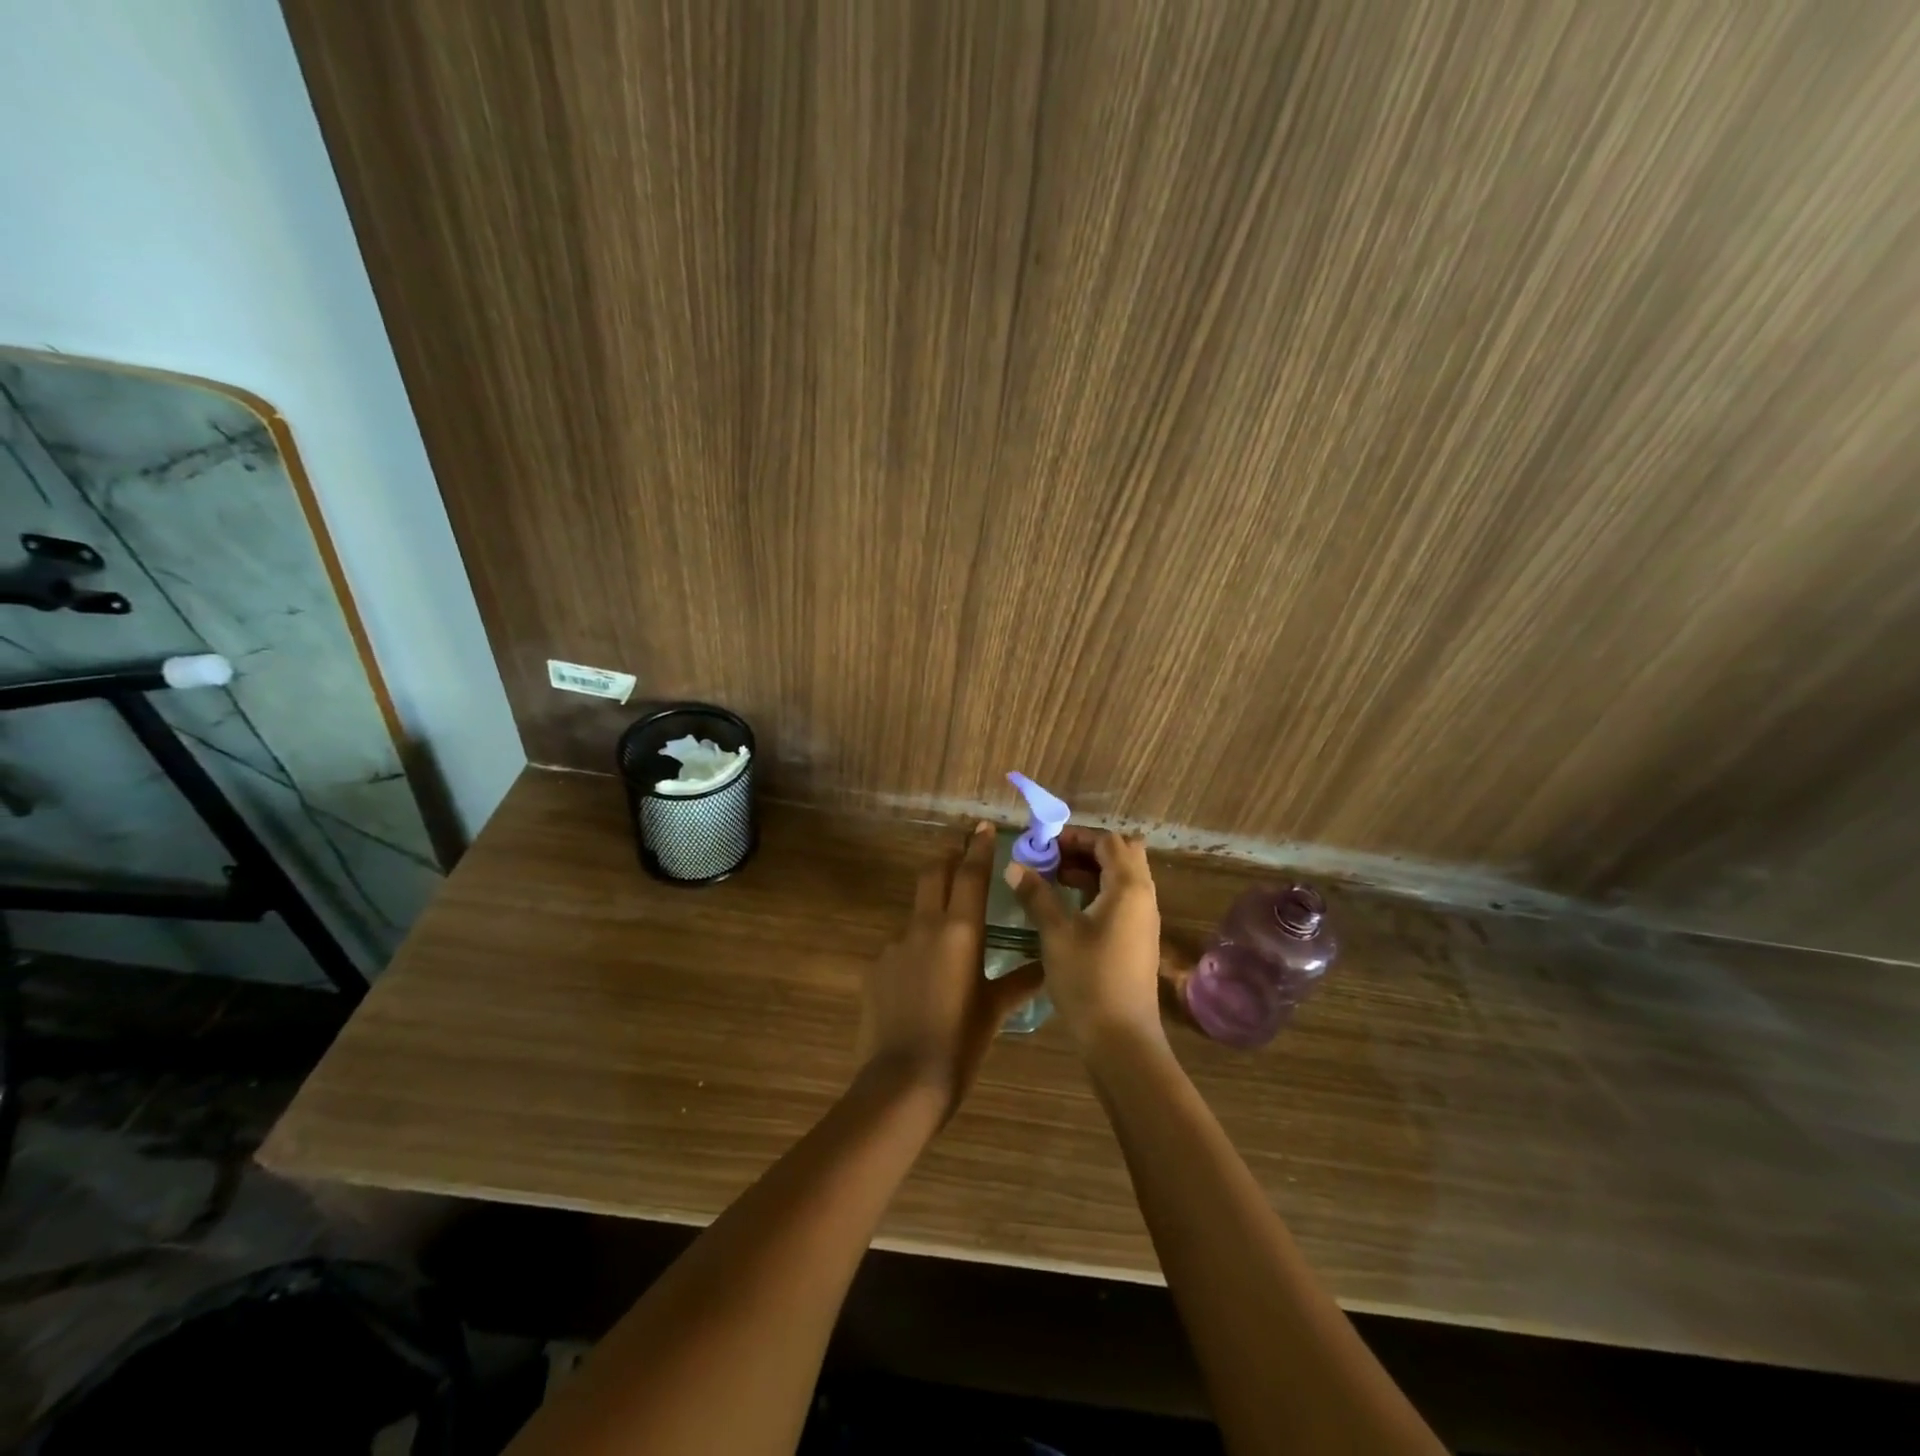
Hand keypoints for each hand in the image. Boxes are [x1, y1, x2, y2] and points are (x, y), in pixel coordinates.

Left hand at [857, 822, 1044, 1115]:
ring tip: (947, 942)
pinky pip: (899, 949)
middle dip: (948, 856)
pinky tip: (920, 982)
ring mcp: (894, 945)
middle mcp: (924, 927)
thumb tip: (1047, 967)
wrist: (902, 1081)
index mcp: (960, 932)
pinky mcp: (875, 968)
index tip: (983, 827)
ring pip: (916, 914)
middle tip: (960, 848)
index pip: (971, 875)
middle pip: (934, 874)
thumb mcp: (995, 1012)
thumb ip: (1020, 982)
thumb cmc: (960, 1044)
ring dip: (932, 912)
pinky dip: (914, 953)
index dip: (978, 848)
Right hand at [1003, 827, 1163, 1052]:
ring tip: (1054, 879)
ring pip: (1123, 877)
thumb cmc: (1088, 980)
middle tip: (1053, 858)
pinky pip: (1122, 899)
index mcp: (1128, 887)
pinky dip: (1098, 891)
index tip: (1044, 845)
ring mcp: (1144, 919)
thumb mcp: (1055, 933)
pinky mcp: (1139, 939)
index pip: (1108, 841)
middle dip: (1086, 849)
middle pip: (1122, 854)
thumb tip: (1014, 866)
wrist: (1121, 1040)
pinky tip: (1069, 907)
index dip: (1076, 837)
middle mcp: (1144, 897)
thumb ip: (1036, 894)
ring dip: (1091, 870)